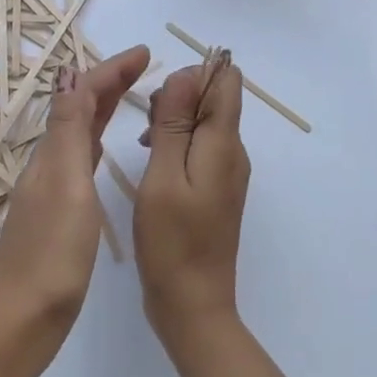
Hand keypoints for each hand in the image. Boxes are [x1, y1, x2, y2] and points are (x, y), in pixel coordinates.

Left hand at [0, 46, 150, 374]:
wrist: (22, 320)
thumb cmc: (50, 255)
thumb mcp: (65, 185)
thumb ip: (68, 132)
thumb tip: (69, 73)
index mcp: (51, 155)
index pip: (80, 96)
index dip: (110, 71)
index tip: (144, 53)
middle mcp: (48, 166)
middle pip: (78, 111)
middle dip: (108, 84)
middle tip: (144, 67)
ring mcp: (51, 192)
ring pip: (78, 135)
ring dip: (102, 110)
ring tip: (132, 98)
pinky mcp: (59, 216)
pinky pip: (79, 163)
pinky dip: (96, 143)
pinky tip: (103, 153)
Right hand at [134, 55, 250, 357]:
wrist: (192, 303)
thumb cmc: (172, 241)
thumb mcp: (163, 177)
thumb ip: (175, 124)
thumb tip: (188, 73)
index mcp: (224, 144)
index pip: (226, 81)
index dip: (193, 75)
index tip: (160, 100)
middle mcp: (233, 153)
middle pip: (214, 99)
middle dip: (179, 98)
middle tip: (146, 128)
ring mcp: (226, 173)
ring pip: (204, 123)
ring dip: (174, 122)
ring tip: (143, 145)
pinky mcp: (215, 189)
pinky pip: (200, 148)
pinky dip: (176, 144)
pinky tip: (152, 163)